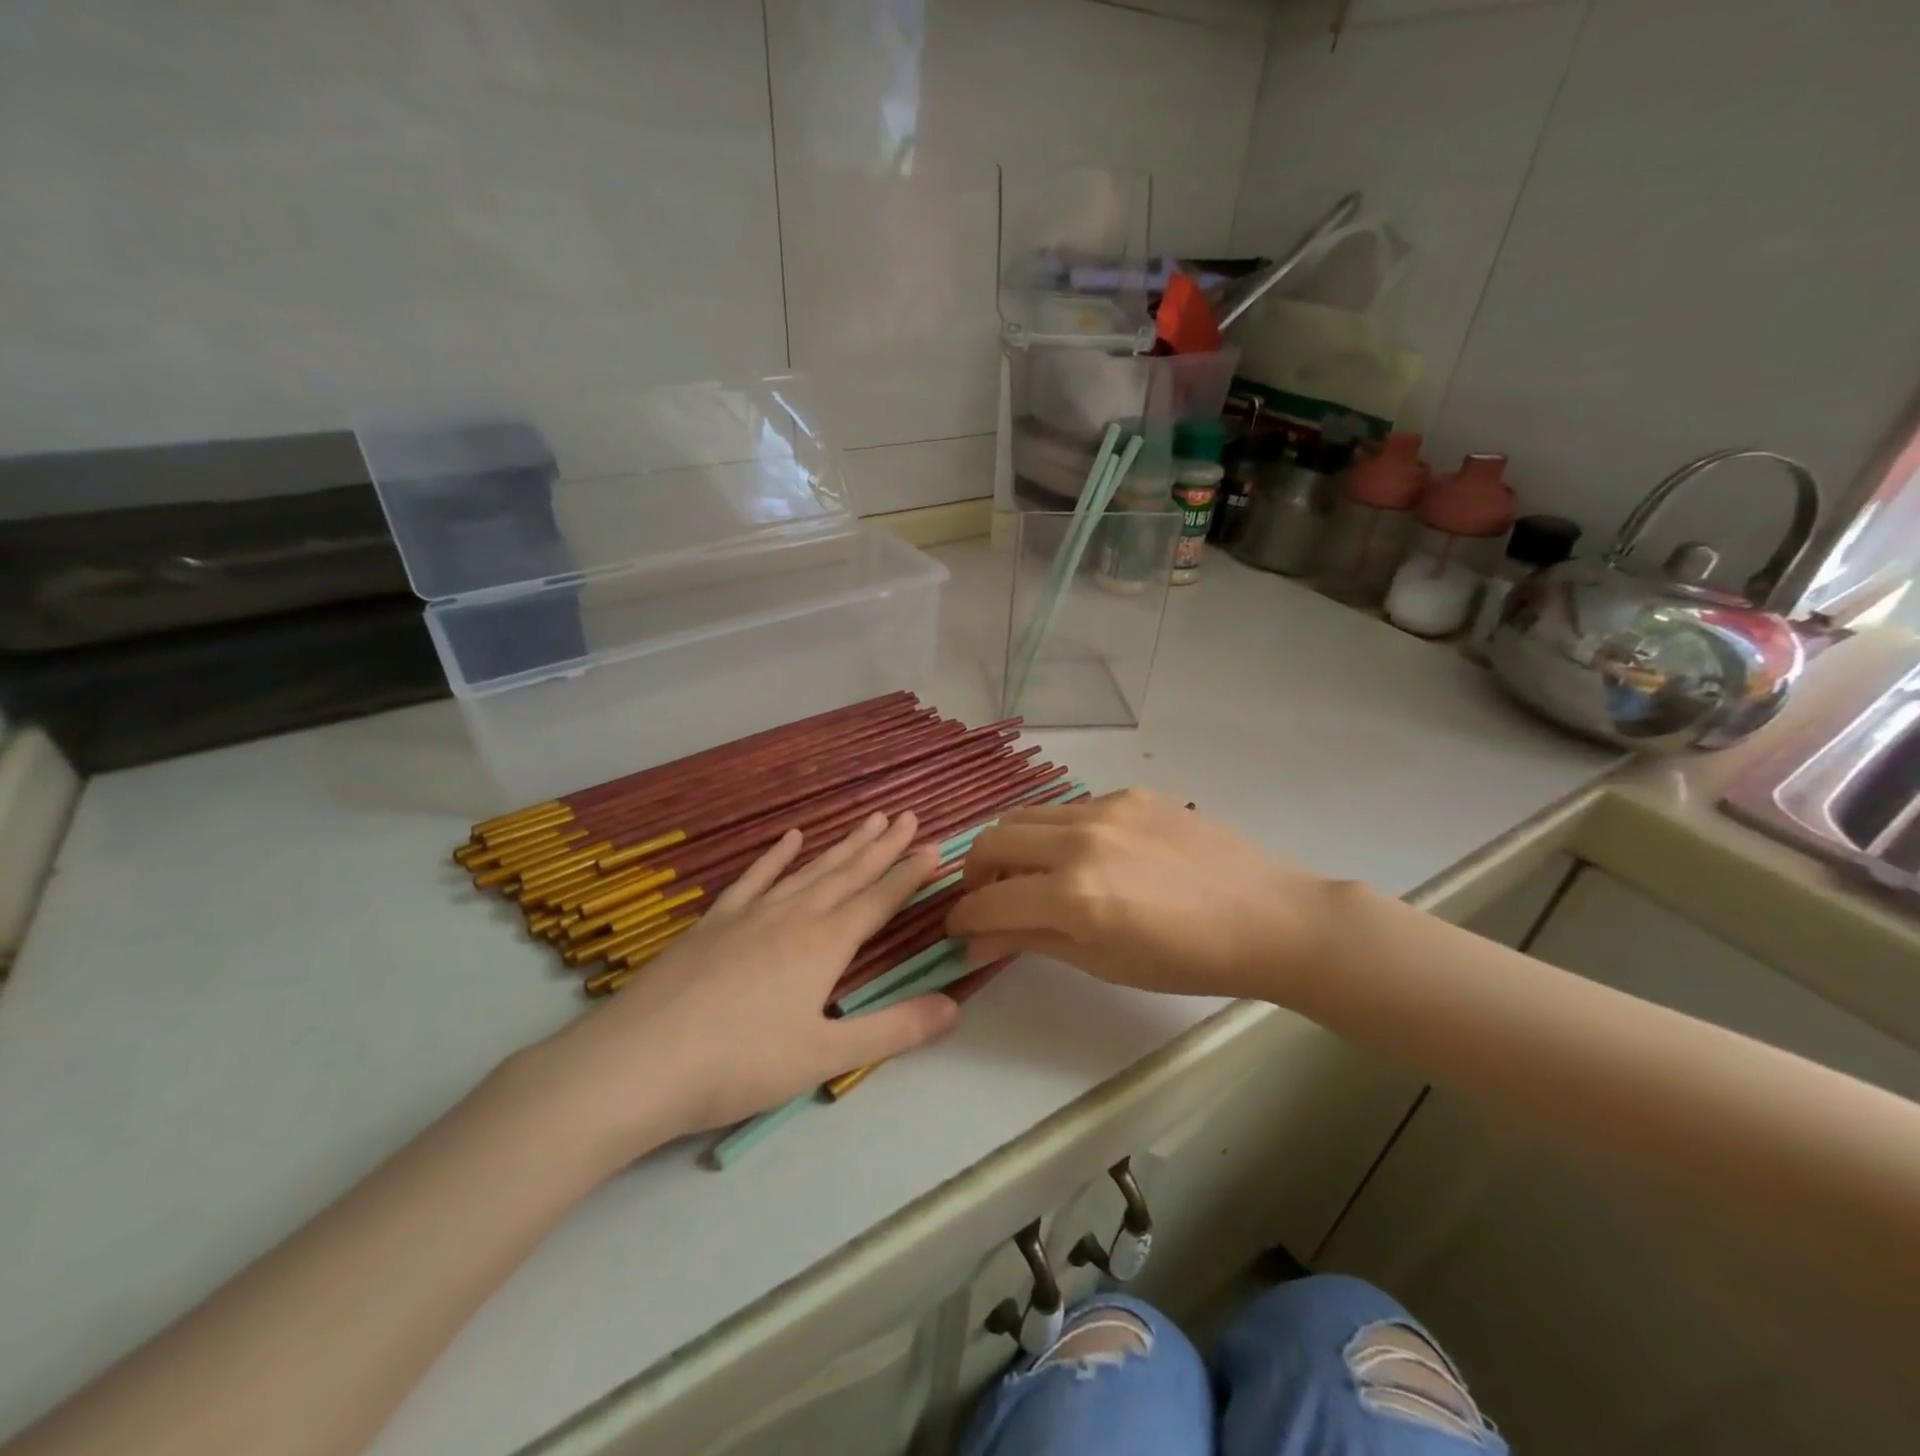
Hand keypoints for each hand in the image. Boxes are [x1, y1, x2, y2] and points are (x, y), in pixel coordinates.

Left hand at [525, 812, 958, 1168]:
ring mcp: (749, 914)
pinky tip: (789, 838)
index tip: (935, 847)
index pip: (878, 901)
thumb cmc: (739, 1065)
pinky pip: (754, 878)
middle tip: (907, 817)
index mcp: (824, 945)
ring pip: (808, 870)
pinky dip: (775, 856)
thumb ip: (893, 1030)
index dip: (909, 874)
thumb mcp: (825, 1056)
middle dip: (882, 847)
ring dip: (841, 845)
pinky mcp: (713, 922)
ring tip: (867, 820)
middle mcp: (793, 917)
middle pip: (847, 874)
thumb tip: (954, 1006)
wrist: (638, 1062)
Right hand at [946, 789, 1340, 1003]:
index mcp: (1074, 895)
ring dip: (1011, 847)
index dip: (963, 918)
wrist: (1268, 917)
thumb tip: (975, 942)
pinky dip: (1056, 833)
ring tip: (1030, 875)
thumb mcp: (1103, 962)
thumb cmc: (1187, 960)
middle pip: (992, 841)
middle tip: (990, 900)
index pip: (988, 901)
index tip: (959, 929)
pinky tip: (1085, 856)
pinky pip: (1069, 808)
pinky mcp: (1129, 793)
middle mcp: (1080, 840)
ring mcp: (1106, 808)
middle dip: (975, 874)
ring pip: (1025, 816)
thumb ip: (1031, 942)